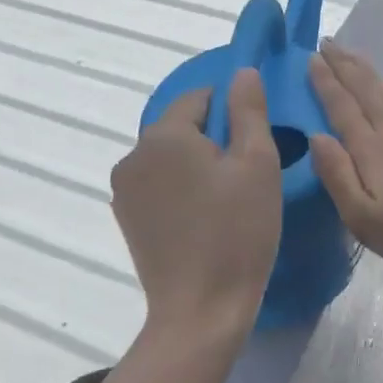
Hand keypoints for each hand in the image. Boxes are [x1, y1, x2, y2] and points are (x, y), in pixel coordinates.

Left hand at [111, 68, 280, 348]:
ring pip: (171, 156)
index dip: (233, 111)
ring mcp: (124, 190)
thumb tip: (242, 72)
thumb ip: (249, 110)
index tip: (256, 141)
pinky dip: (182, 188)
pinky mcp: (126, 218)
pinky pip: (160, 184)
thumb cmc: (238, 232)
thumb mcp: (258, 163)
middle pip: (182, 126)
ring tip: (229, 199)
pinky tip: (206, 218)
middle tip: (248, 174)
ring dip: (198, 164)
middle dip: (215, 139)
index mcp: (163, 136)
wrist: (201, 311)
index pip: (200, 97)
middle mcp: (133, 155)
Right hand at [308, 42, 382, 279]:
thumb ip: (337, 175)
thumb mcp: (364, 218)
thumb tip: (315, 136)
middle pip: (366, 89)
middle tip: (328, 41)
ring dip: (368, 71)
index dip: (326, 82)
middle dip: (344, 65)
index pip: (342, 107)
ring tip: (354, 56)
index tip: (312, 58)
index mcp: (371, 148)